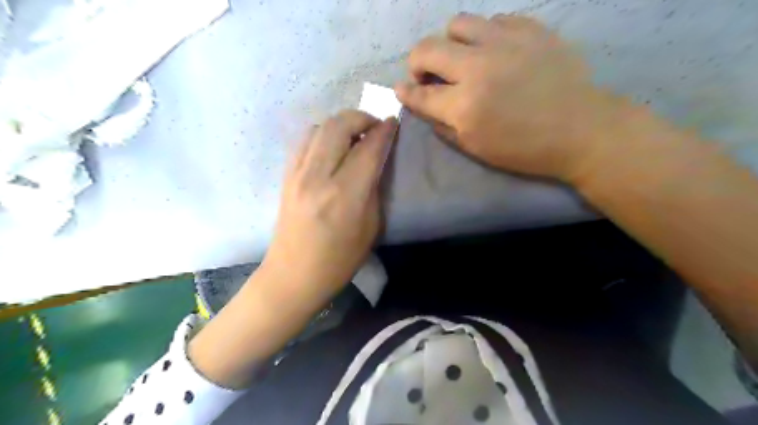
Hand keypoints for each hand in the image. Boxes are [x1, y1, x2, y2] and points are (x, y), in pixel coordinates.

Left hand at [262, 110, 396, 301]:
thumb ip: (374, 188)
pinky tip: (332, 146)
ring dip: (340, 123)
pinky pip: (304, 140)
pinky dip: (322, 133)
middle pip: (338, 126)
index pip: (368, 149)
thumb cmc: (339, 260)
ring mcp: (296, 174)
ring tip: (354, 135)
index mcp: (344, 195)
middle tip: (375, 126)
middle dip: (361, 117)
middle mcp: (317, 177)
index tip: (393, 122)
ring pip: (318, 127)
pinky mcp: (285, 175)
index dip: (384, 131)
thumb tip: (377, 158)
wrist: (293, 275)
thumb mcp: (370, 227)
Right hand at [394, 11, 618, 182]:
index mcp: (464, 106)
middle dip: (417, 63)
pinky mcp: (530, 29)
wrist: (580, 130)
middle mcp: (478, 68)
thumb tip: (421, 105)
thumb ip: (442, 126)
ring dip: (450, 43)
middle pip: (427, 49)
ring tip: (462, 58)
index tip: (402, 89)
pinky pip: (493, 20)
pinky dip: (484, 36)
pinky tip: (494, 52)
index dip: (405, 92)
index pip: (420, 94)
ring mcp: (505, 43)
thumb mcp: (475, 148)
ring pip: (457, 24)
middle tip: (428, 75)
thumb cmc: (524, 149)